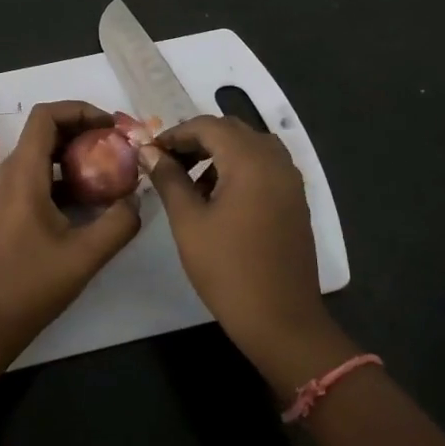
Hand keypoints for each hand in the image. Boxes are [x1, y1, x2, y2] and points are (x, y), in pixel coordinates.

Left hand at [0, 101, 141, 358]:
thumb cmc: (30, 285)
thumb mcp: (85, 255)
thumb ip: (119, 222)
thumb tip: (137, 199)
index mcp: (22, 174)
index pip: (46, 116)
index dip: (80, 111)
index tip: (112, 127)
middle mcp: (7, 174)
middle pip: (44, 132)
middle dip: (83, 133)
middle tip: (117, 149)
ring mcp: (0, 192)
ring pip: (38, 155)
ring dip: (72, 156)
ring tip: (107, 174)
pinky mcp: (1, 209)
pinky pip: (32, 177)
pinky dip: (59, 176)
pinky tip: (85, 202)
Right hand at [148, 114, 336, 375]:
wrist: (281, 320)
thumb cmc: (228, 269)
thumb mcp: (188, 221)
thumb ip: (169, 179)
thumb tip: (149, 151)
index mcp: (250, 160)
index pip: (208, 125)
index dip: (176, 133)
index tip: (151, 152)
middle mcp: (275, 161)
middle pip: (232, 130)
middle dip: (197, 139)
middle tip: (168, 162)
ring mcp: (290, 181)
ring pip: (250, 146)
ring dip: (219, 152)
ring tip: (190, 180)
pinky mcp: (295, 200)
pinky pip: (265, 166)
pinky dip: (239, 167)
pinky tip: (218, 196)